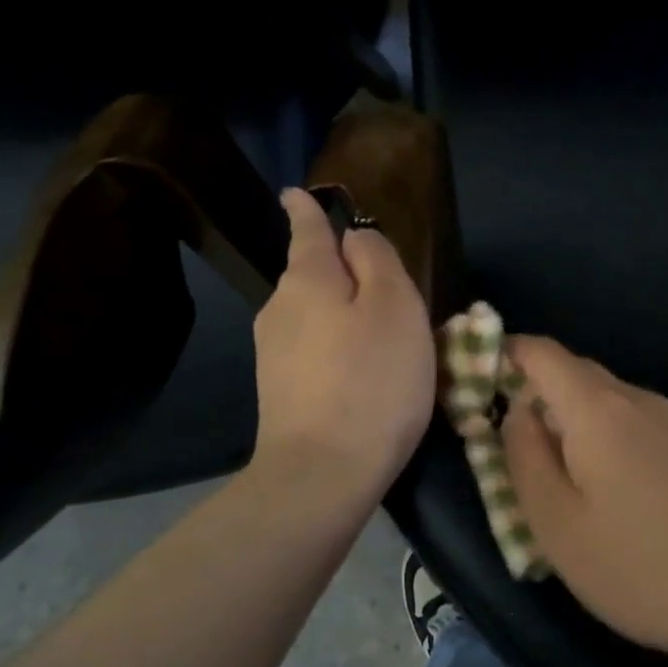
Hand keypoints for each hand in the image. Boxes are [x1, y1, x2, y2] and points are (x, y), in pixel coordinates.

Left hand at [249, 189, 435, 512]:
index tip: (295, 193)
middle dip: (338, 270)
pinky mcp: (278, 391)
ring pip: (312, 315)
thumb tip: (354, 238)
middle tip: (384, 286)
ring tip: (379, 335)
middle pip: (312, 275)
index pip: (306, 229)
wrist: (322, 473)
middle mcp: (280, 308)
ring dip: (339, 314)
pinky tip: (359, 372)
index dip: (305, 209)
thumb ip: (377, 260)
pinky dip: (334, 348)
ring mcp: (273, 353)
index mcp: (308, 279)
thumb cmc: (372, 379)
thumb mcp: (394, 306)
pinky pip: (311, 350)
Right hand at [501, 336, 667, 666]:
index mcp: (596, 406)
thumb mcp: (556, 522)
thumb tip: (515, 411)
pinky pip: (622, 422)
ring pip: (597, 399)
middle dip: (528, 395)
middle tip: (500, 445)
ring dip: (562, 422)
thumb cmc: (639, 565)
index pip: (539, 351)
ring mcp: (665, 419)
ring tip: (544, 477)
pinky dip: (593, 437)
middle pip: (569, 372)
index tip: (470, 384)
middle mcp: (633, 397)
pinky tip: (595, 490)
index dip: (500, 354)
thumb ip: (523, 456)